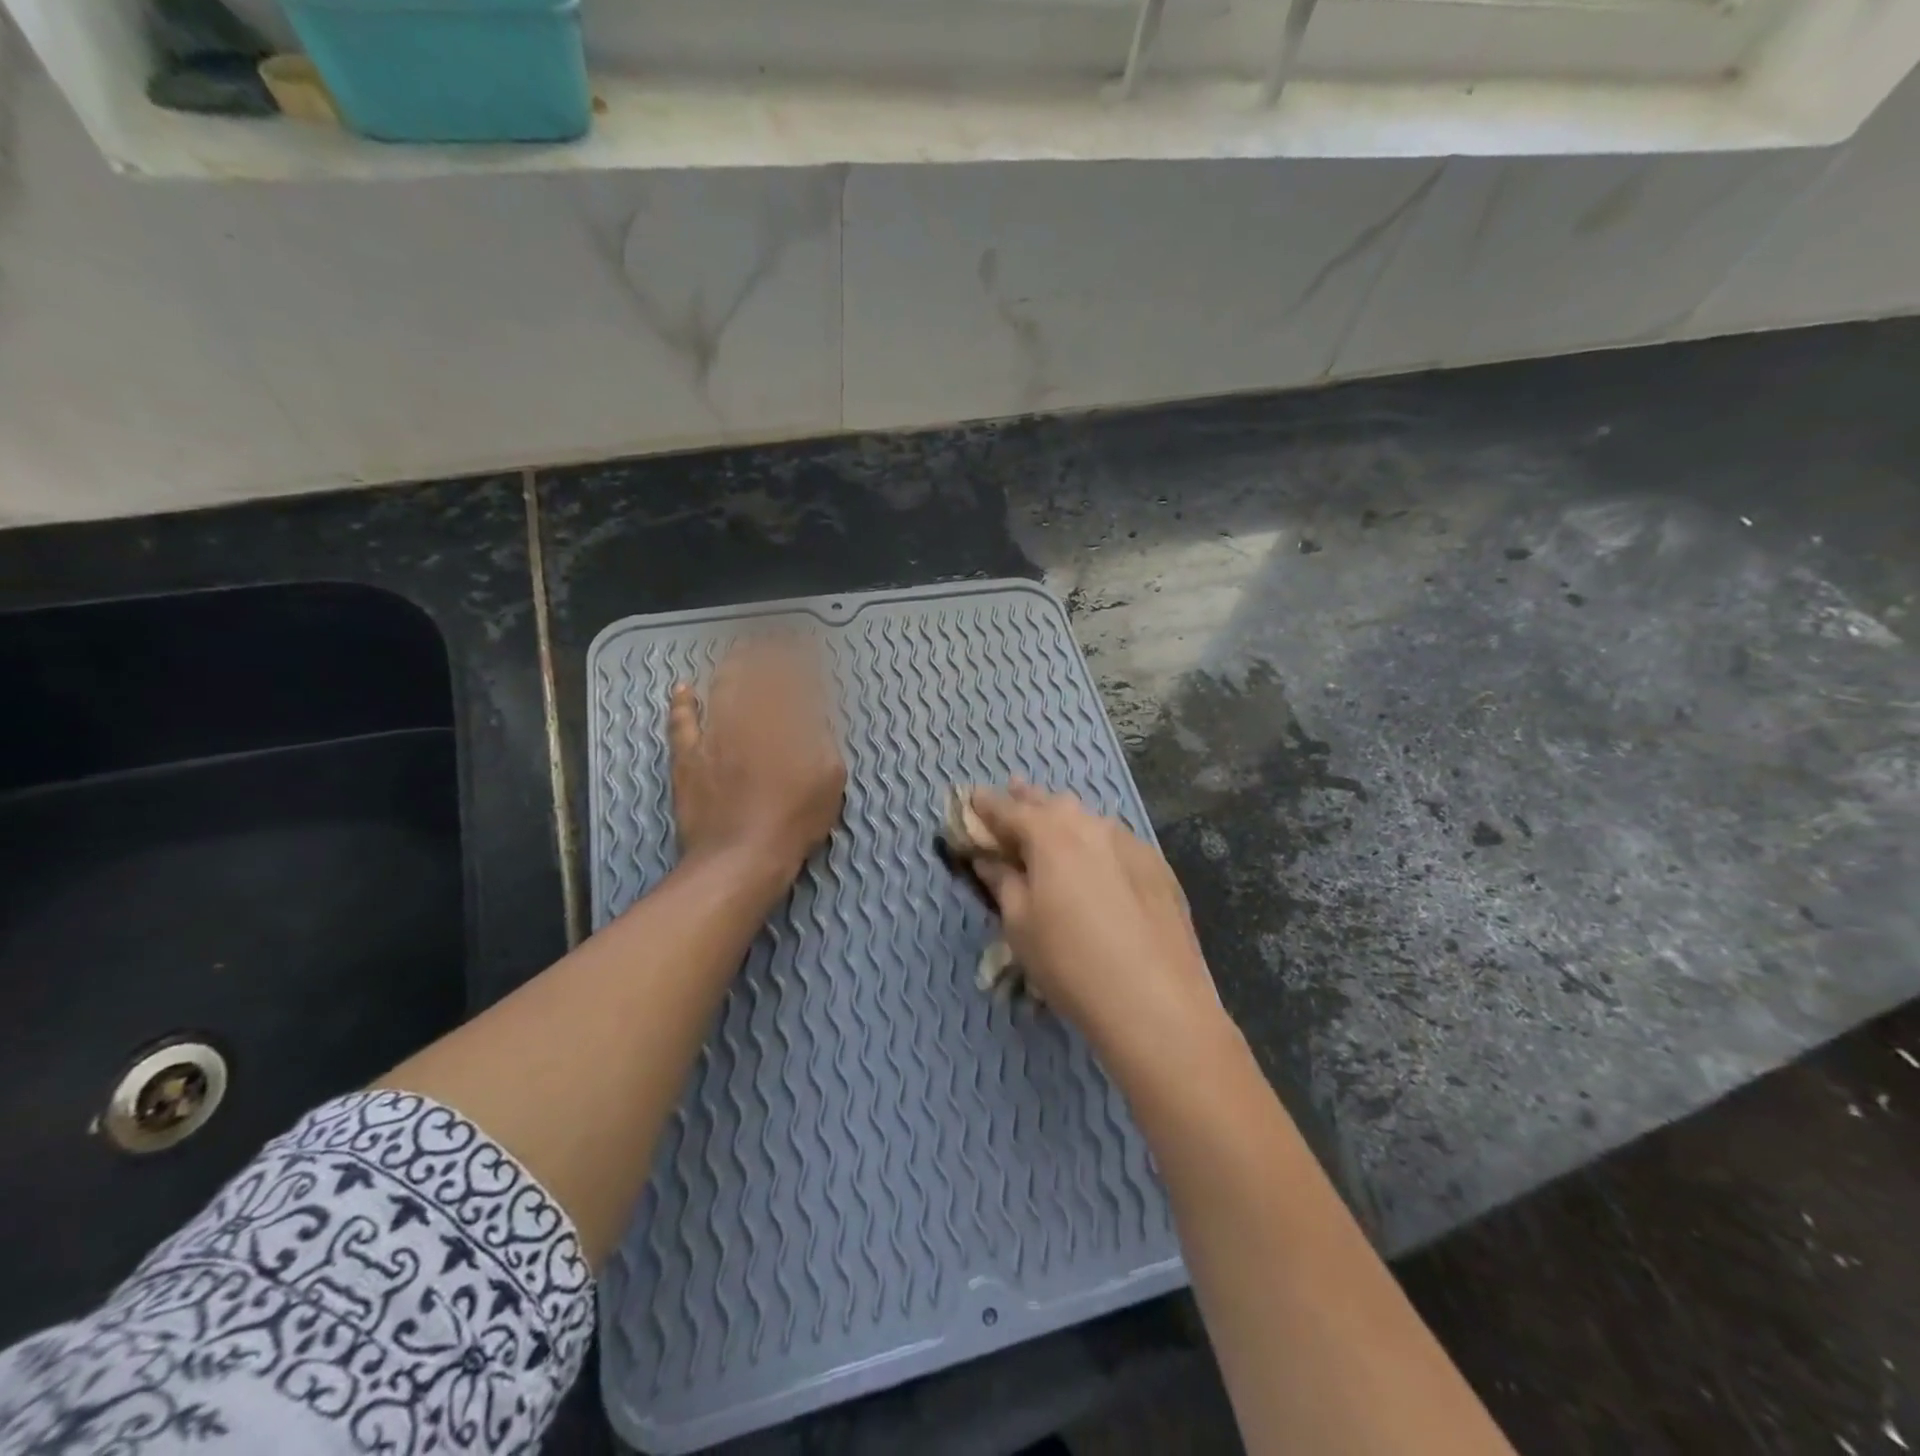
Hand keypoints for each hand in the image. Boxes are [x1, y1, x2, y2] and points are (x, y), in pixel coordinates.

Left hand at [668, 635, 846, 880]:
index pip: (789, 678)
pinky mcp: (688, 757)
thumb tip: (814, 708)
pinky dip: (683, 702)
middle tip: (769, 638)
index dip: (794, 657)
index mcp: (784, 722)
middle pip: (753, 674)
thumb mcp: (829, 777)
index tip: (801, 643)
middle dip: (763, 652)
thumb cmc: (794, 819)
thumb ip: (823, 737)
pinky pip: (682, 722)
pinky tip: (683, 688)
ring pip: (719, 689)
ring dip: (729, 666)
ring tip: (737, 652)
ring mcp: (713, 736)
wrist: (740, 856)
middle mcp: (747, 718)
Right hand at [968, 785, 1222, 1064]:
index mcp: (1050, 834)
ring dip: (1064, 820)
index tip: (971, 798)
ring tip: (1051, 825)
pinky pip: (1115, 841)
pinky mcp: (1157, 866)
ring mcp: (1130, 843)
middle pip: (1051, 804)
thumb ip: (1003, 882)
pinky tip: (1095, 861)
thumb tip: (988, 859)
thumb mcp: (1020, 925)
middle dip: (1028, 800)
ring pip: (1087, 820)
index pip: (1008, 810)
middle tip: (1012, 796)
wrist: (1155, 1002)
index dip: (986, 804)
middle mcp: (1091, 825)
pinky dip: (1095, 842)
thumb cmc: (1070, 963)